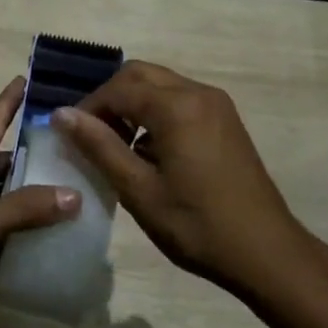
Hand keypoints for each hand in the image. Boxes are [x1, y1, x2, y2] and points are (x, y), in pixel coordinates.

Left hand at [0, 76, 78, 327]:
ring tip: (85, 192)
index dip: (5, 103)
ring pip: (16, 203)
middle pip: (8, 165)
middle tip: (80, 146)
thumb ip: (21, 209)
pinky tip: (67, 240)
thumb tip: (73, 194)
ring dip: (43, 198)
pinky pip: (17, 239)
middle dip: (38, 154)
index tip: (26, 79)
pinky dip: (38, 236)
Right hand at [54, 61, 308, 294]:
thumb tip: (61, 115)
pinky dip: (156, 112)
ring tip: (117, 146)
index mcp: (176, 106)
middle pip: (140, 75)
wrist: (266, 252)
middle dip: (110, 99)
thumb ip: (99, 146)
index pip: (118, 88)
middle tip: (92, 136)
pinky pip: (180, 99)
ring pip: (160, 85)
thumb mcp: (139, 190)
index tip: (71, 137)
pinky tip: (149, 151)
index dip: (89, 108)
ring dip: (133, 104)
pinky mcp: (225, 119)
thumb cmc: (197, 225)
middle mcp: (198, 92)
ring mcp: (216, 104)